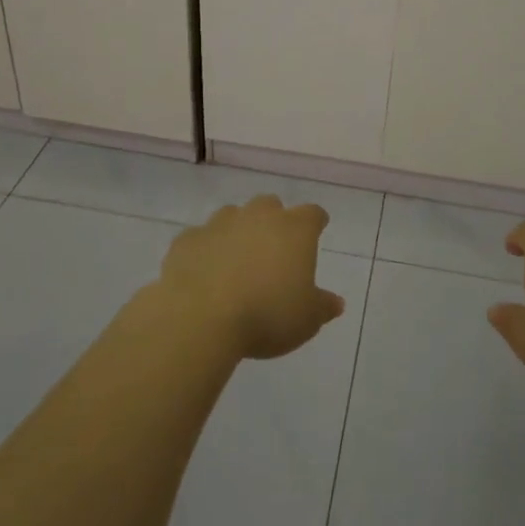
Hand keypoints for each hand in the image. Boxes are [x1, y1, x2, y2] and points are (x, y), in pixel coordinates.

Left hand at [157, 195, 345, 359]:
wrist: (200, 317)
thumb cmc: (266, 315)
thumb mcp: (306, 320)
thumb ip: (323, 307)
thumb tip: (336, 302)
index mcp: (294, 230)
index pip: (313, 214)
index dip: (315, 223)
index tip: (316, 232)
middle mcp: (259, 216)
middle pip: (270, 205)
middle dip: (273, 221)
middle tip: (273, 248)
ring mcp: (220, 224)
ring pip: (233, 216)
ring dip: (238, 231)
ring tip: (236, 261)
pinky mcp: (188, 239)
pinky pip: (201, 238)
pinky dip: (206, 250)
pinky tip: (204, 272)